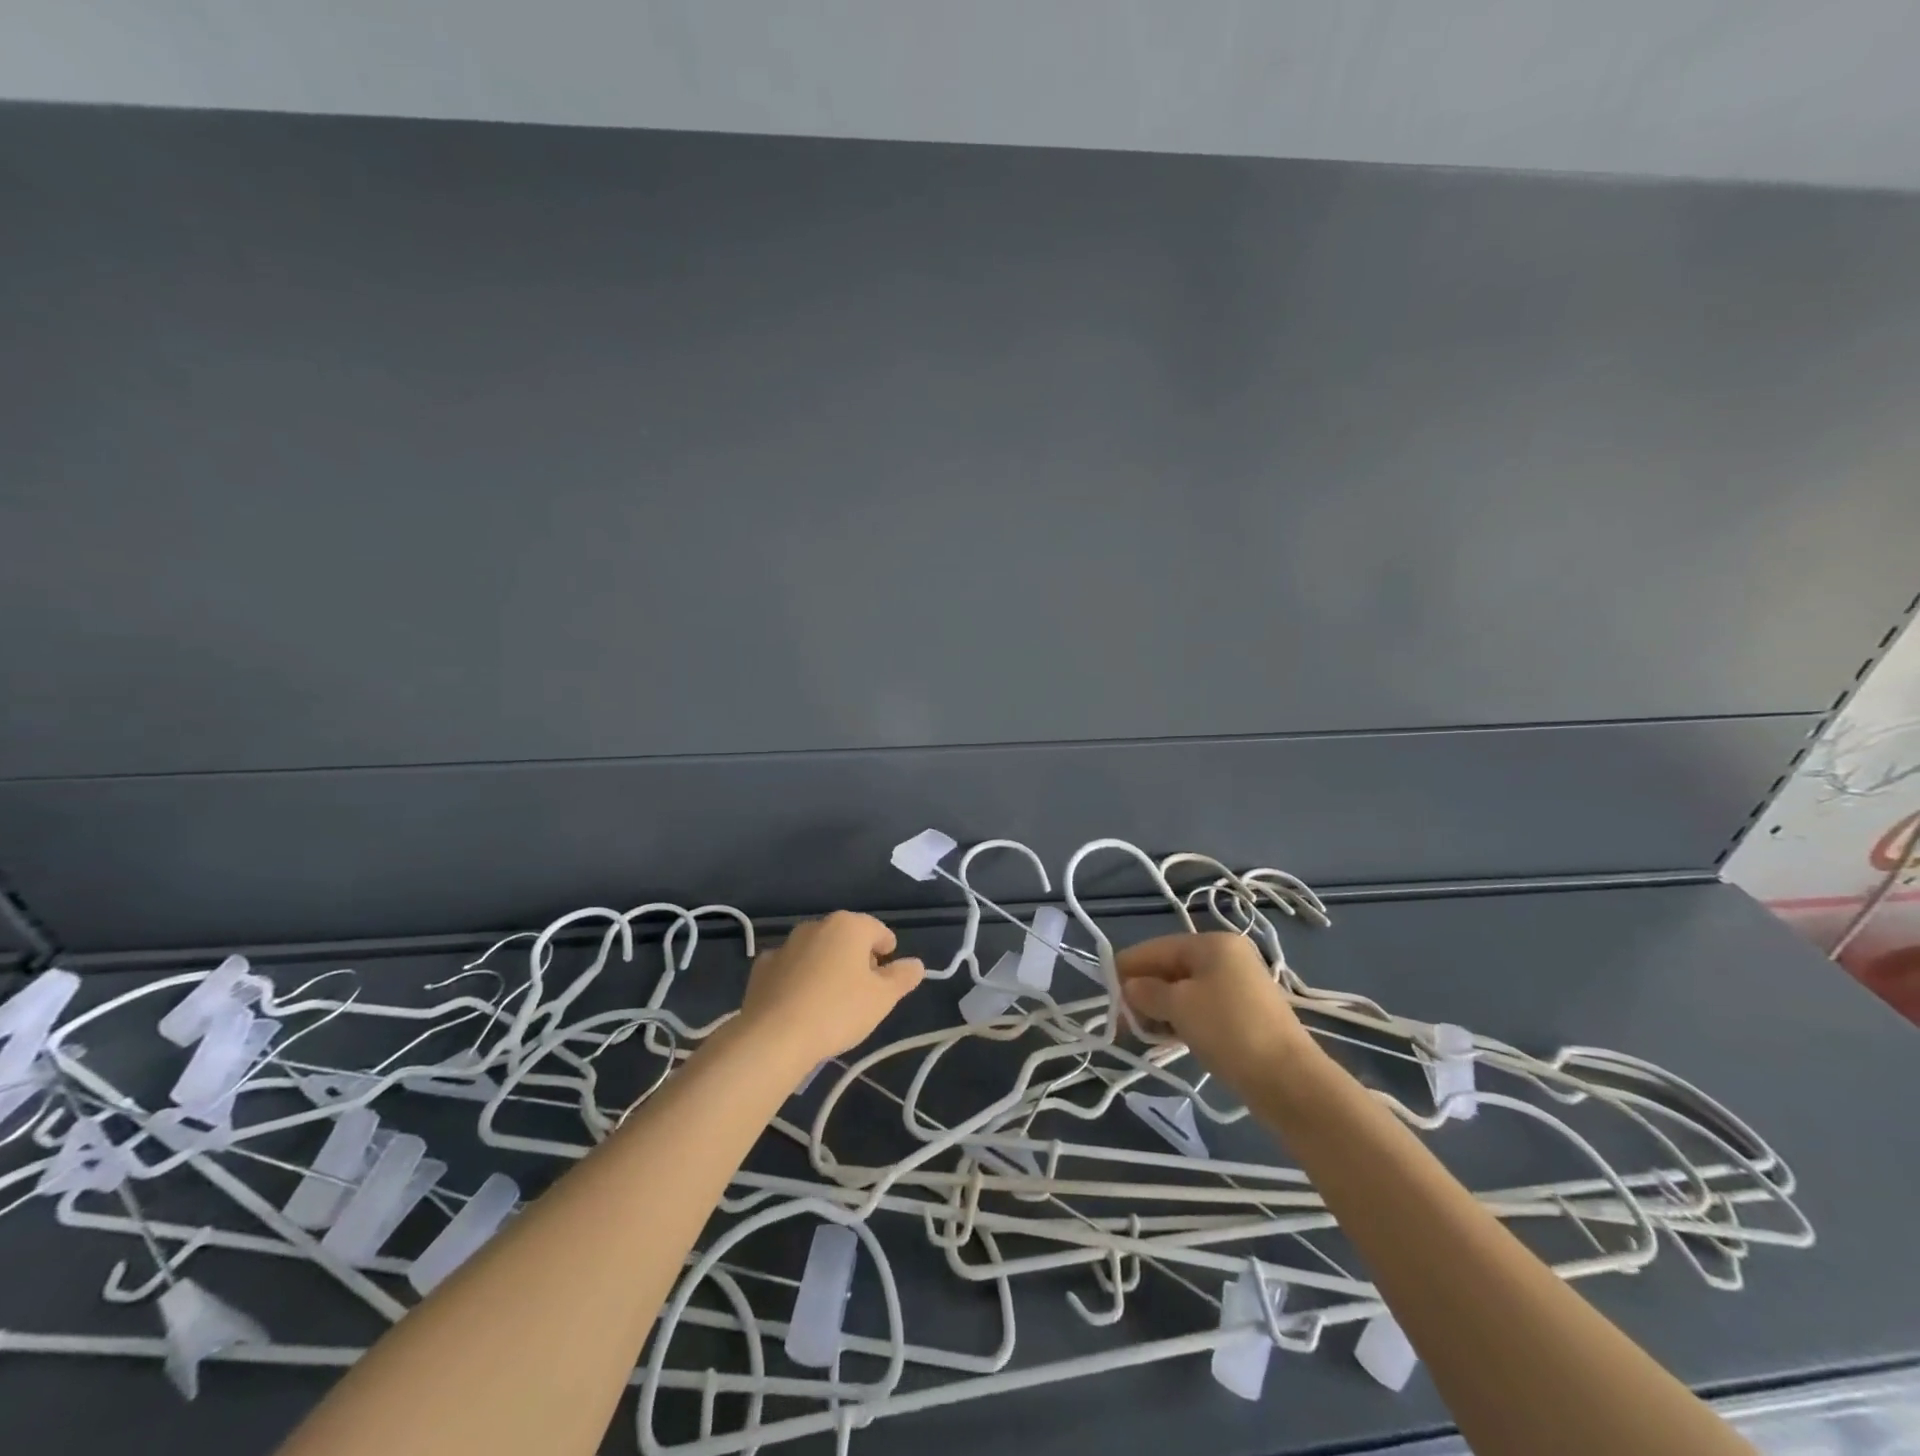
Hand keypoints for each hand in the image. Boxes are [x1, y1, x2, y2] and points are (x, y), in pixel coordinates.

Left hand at [735, 911, 924, 1069]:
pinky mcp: (762, 967)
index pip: (878, 930)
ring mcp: (786, 944)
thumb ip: (903, 977)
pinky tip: (800, 1004)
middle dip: (856, 958)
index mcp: (848, 926)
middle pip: (846, 937)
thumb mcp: (883, 999)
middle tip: (863, 991)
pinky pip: (790, 968)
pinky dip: (798, 978)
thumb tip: (916, 964)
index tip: (887, 975)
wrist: (773, 1036)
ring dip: (826, 966)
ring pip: (816, 951)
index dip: (887, 950)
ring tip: (831, 1001)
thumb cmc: (838, 1011)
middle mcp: (816, 926)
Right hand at [1117, 933, 1316, 1093]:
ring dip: (1160, 1009)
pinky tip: (1167, 1039)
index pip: (1156, 948)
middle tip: (1123, 1021)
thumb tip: (1129, 987)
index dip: (1128, 967)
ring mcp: (1239, 985)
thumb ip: (1147, 992)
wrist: (1289, 1080)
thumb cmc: (1227, 1030)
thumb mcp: (1178, 1006)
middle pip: (1171, 968)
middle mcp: (1226, 957)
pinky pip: (1202, 1008)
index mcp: (1211, 943)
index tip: (1105, 992)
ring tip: (1143, 1033)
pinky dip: (1181, 1020)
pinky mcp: (1245, 1014)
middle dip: (1144, 991)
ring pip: (1185, 990)